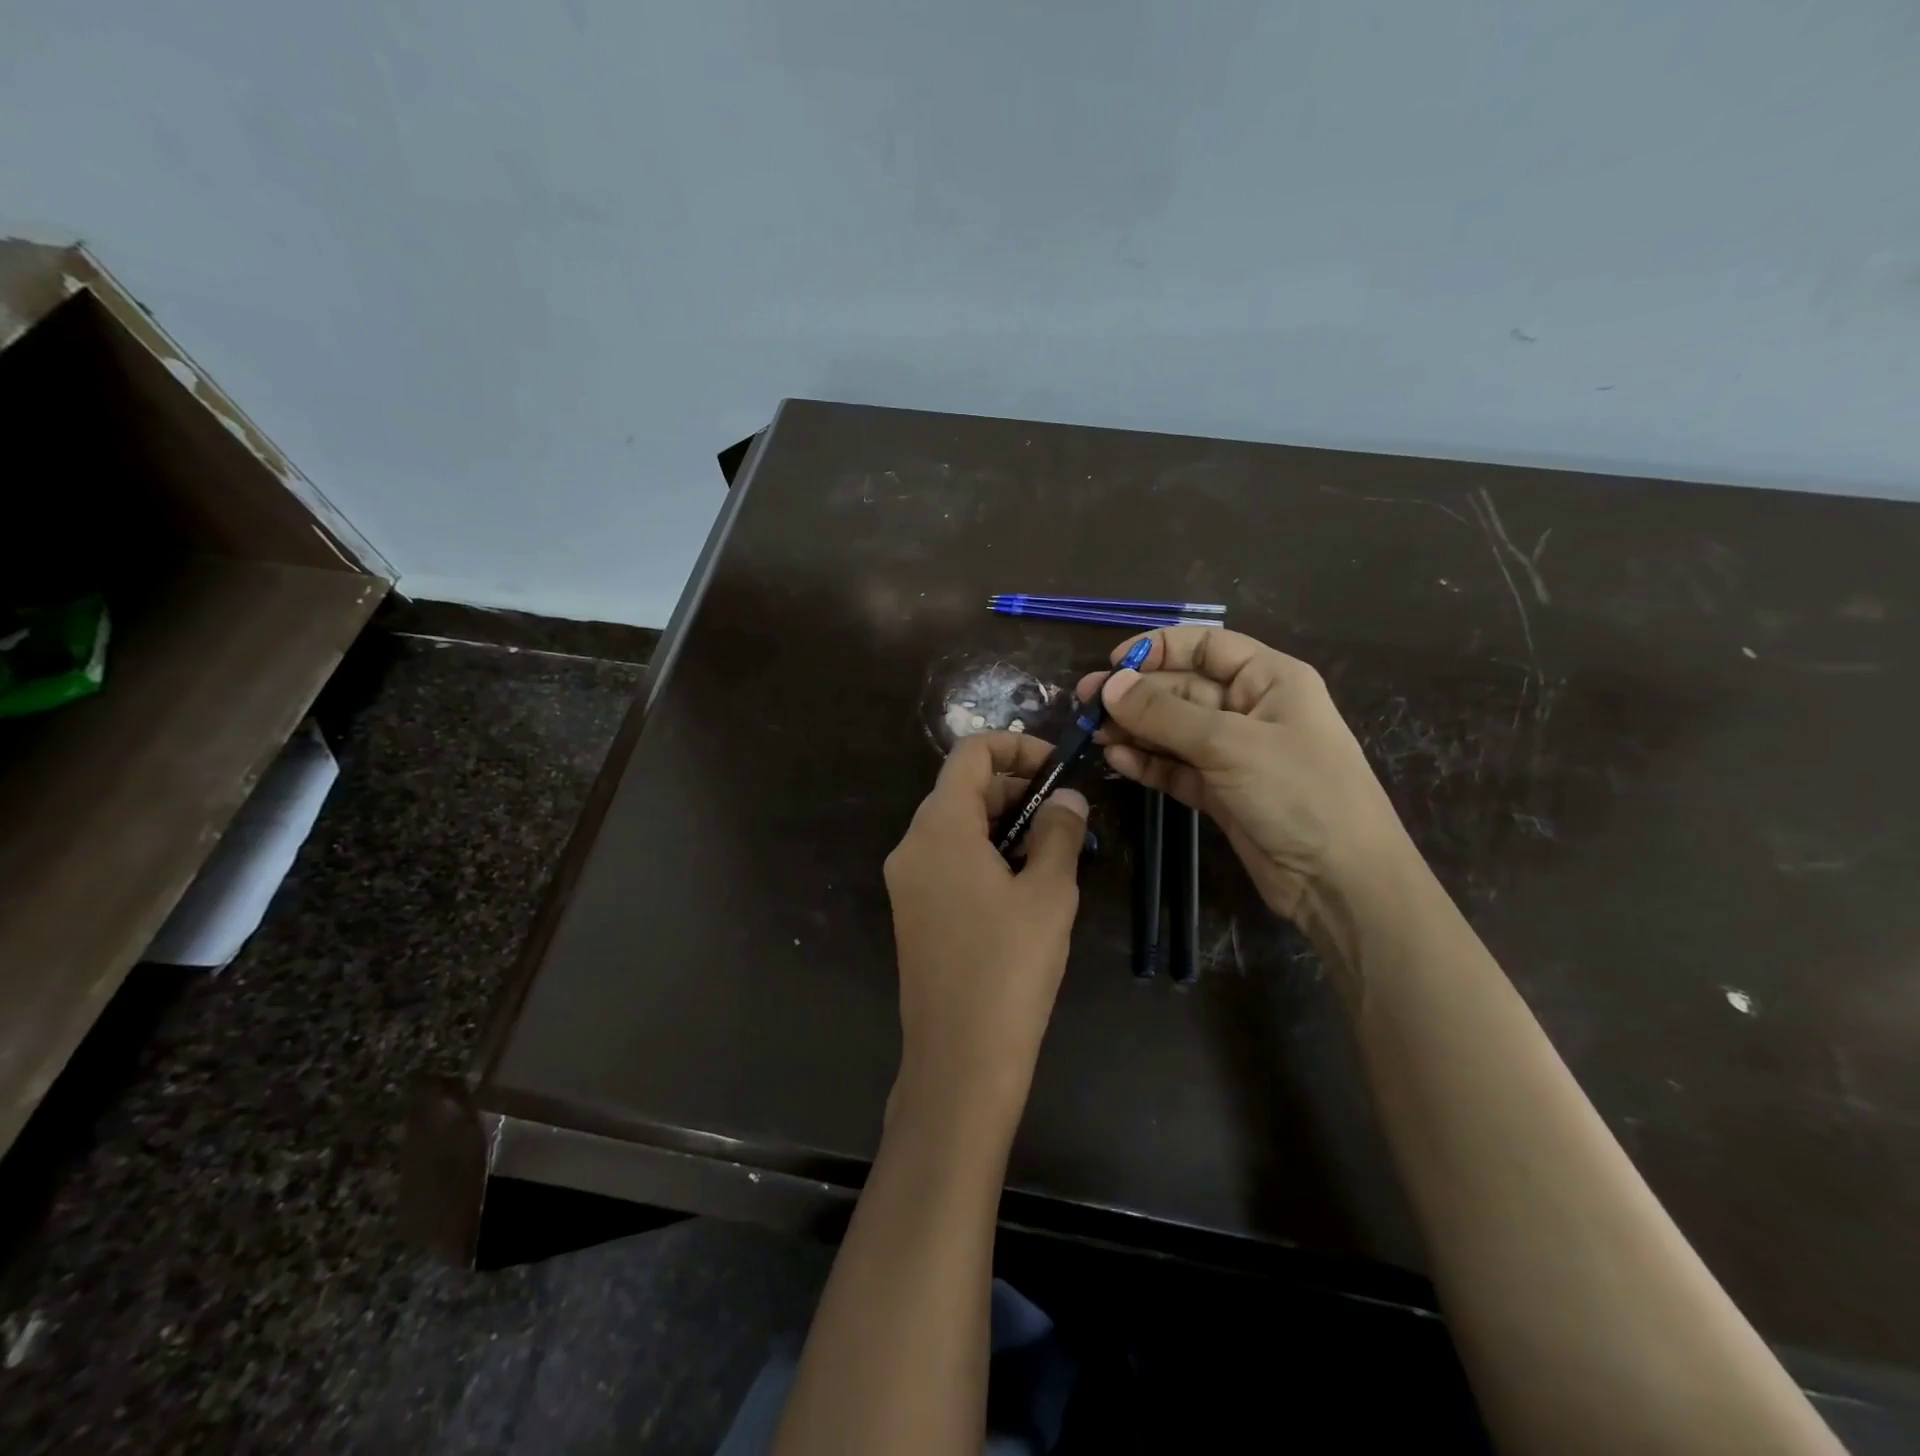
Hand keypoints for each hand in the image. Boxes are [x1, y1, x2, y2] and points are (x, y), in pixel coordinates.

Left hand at [883, 732, 1089, 1127]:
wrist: (959, 1061)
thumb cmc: (1009, 968)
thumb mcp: (1048, 892)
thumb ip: (1059, 832)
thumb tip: (1068, 799)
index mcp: (939, 828)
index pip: (970, 754)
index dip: (1016, 748)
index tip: (1058, 770)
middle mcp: (912, 845)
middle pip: (963, 790)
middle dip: (1016, 790)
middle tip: (1067, 818)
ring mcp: (907, 881)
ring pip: (957, 827)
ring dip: (1005, 825)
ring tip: (1053, 854)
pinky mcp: (913, 912)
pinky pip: (949, 861)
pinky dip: (986, 855)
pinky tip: (1023, 887)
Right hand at [1075, 627, 1412, 932]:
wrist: (1340, 881)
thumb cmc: (1298, 792)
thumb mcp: (1229, 744)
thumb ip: (1164, 714)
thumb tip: (1110, 686)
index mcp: (1269, 680)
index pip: (1206, 647)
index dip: (1158, 649)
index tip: (1112, 665)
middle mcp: (1250, 710)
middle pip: (1182, 690)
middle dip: (1136, 695)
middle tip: (1085, 704)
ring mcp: (1234, 754)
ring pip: (1173, 731)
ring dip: (1134, 730)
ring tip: (1092, 734)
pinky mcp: (1220, 793)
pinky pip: (1176, 768)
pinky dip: (1148, 763)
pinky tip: (1117, 761)